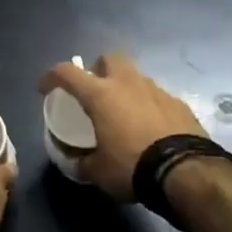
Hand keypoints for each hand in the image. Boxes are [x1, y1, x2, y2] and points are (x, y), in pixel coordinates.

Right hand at [36, 53, 207, 200]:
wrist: (186, 171)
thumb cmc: (132, 166)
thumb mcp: (98, 172)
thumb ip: (82, 162)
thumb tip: (75, 162)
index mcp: (101, 95)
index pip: (67, 73)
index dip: (51, 77)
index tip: (44, 88)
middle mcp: (128, 83)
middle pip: (108, 59)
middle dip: (98, 70)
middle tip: (94, 92)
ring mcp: (156, 90)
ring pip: (135, 77)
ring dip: (125, 88)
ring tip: (123, 113)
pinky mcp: (178, 103)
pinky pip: (156, 97)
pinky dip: (148, 106)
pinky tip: (150, 128)